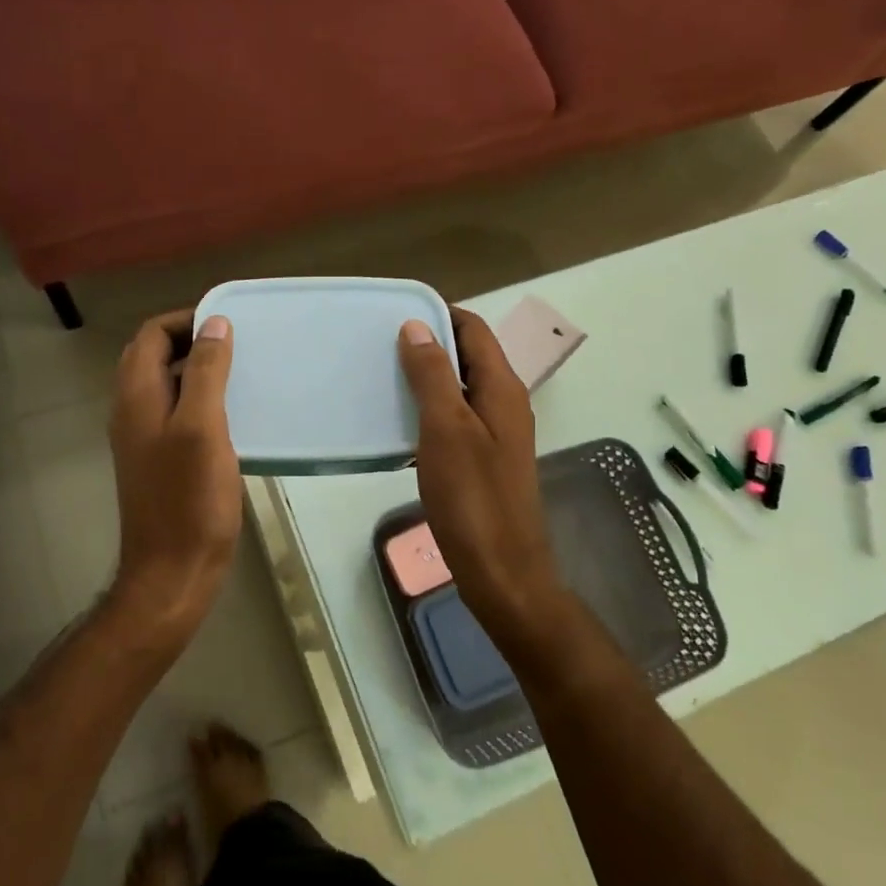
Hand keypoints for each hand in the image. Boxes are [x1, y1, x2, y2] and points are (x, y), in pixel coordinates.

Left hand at [106, 310, 243, 643]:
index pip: (151, 334)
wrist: (173, 572)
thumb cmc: (189, 499)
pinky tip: (232, 412)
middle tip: (236, 344)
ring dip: (196, 368)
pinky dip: (199, 398)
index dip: (185, 320)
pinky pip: (175, 411)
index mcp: (137, 396)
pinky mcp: (159, 459)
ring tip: (240, 371)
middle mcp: (132, 410)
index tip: (228, 323)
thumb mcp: (202, 427)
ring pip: (165, 383)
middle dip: (190, 339)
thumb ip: (205, 371)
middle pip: (153, 355)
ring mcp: (143, 436)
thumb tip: (214, 323)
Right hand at [398, 310, 565, 648]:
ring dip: (427, 377)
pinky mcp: (483, 460)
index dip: (439, 314)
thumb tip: (416, 326)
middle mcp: (505, 403)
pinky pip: (455, 419)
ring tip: (382, 377)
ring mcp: (496, 434)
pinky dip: (429, 410)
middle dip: (429, 344)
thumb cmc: (473, 498)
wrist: (502, 572)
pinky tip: (398, 423)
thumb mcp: (447, 429)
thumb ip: (433, 375)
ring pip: (460, 388)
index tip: (396, 312)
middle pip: (468, 356)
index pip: (474, 330)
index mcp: (502, 389)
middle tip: (380, 344)